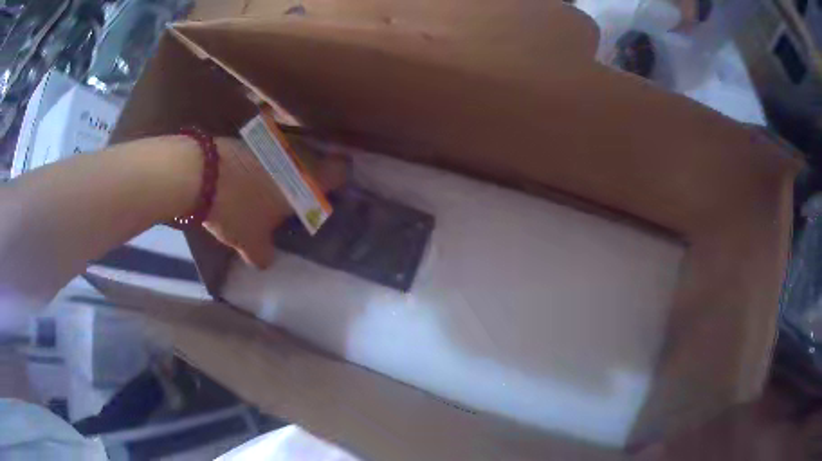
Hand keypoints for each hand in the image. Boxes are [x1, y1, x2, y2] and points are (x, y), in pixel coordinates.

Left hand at [203, 138, 346, 268]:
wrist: (200, 174)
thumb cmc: (237, 208)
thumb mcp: (250, 242)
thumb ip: (263, 254)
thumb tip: (265, 261)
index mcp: (307, 181)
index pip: (340, 171)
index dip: (340, 179)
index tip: (332, 189)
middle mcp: (297, 156)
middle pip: (315, 160)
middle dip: (310, 175)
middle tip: (297, 195)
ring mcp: (274, 143)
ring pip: (290, 153)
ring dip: (285, 167)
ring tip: (269, 186)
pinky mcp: (252, 137)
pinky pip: (268, 149)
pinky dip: (263, 161)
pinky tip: (248, 175)